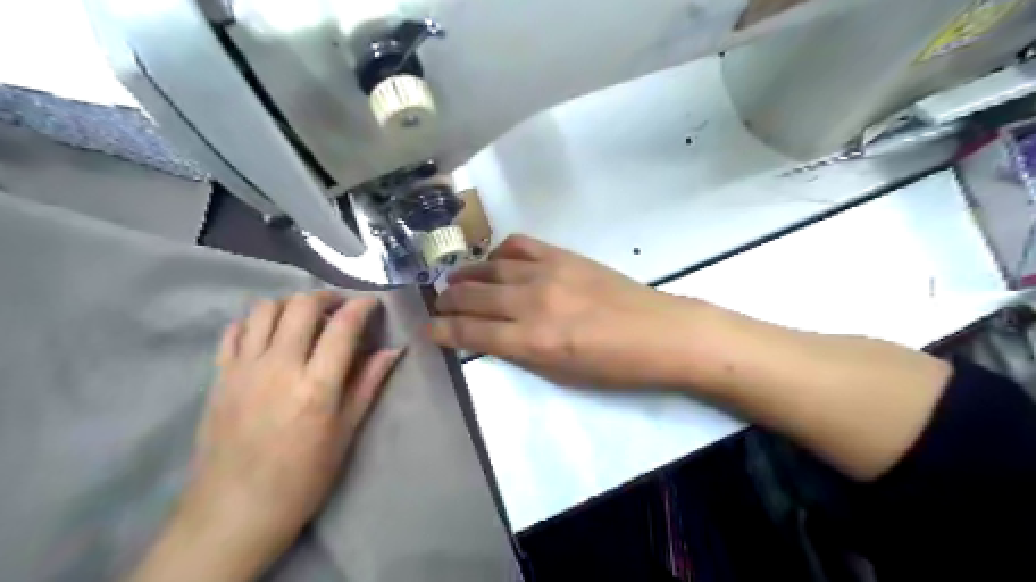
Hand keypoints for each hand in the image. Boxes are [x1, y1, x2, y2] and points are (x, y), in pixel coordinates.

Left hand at [126, 294, 401, 580]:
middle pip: (302, 306)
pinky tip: (270, 335)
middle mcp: (278, 367)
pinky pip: (234, 330)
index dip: (362, 306)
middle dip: (327, 297)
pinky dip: (256, 321)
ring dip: (291, 304)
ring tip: (306, 318)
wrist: (234, 512)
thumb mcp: (345, 433)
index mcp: (316, 386)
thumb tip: (394, 350)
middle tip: (341, 307)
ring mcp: (243, 369)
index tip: (373, 303)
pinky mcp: (218, 376)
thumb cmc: (302, 477)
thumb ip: (368, 384)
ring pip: (265, 309)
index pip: (343, 326)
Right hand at [426, 233, 698, 387]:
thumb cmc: (613, 367)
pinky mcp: (563, 255)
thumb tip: (491, 336)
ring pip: (490, 268)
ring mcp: (547, 273)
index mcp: (531, 342)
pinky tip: (497, 262)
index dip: (443, 331)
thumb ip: (521, 352)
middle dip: (448, 302)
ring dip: (466, 275)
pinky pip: (519, 245)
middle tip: (438, 305)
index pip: (471, 333)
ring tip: (456, 281)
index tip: (428, 329)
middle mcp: (532, 303)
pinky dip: (500, 253)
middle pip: (473, 297)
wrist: (660, 333)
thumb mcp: (560, 375)